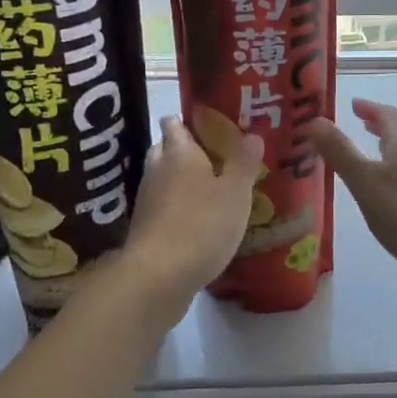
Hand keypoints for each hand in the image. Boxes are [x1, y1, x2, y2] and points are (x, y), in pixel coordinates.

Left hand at [121, 115, 262, 306]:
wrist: (158, 277)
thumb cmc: (202, 225)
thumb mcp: (235, 193)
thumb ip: (244, 163)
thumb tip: (252, 134)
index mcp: (179, 152)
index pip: (174, 124)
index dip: (188, 120)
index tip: (210, 123)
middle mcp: (157, 170)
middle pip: (165, 149)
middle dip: (184, 150)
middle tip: (214, 156)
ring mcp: (147, 200)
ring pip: (163, 179)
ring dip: (180, 181)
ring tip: (210, 189)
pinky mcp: (145, 229)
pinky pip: (163, 207)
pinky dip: (177, 208)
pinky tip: (198, 220)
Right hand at [304, 99, 396, 280]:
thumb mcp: (364, 181)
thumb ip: (339, 151)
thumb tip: (314, 119)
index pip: (387, 114)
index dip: (369, 107)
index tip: (352, 104)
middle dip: (379, 125)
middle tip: (358, 123)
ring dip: (387, 147)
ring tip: (369, 153)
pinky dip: (393, 171)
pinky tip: (385, 191)